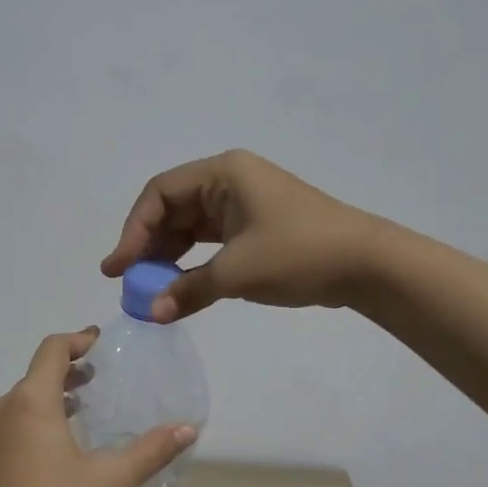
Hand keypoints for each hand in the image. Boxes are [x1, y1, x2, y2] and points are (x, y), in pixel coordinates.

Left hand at [0, 328, 195, 486]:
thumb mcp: (111, 481)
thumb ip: (151, 451)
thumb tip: (188, 428)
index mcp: (32, 401)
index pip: (52, 350)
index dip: (78, 340)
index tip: (100, 342)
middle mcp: (5, 408)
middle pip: (38, 373)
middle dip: (69, 369)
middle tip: (99, 376)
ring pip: (24, 399)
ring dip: (54, 395)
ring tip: (84, 406)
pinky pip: (14, 422)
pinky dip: (38, 418)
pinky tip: (58, 446)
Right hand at [101, 149, 382, 321]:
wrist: (368, 264)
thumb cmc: (299, 253)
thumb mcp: (237, 272)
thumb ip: (188, 290)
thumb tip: (151, 313)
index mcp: (223, 173)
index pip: (160, 194)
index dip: (133, 230)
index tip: (119, 268)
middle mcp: (229, 180)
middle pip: (172, 207)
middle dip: (148, 244)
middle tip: (128, 280)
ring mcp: (243, 202)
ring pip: (190, 225)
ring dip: (168, 255)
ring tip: (149, 286)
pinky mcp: (255, 225)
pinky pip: (210, 239)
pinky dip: (192, 261)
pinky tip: (179, 284)